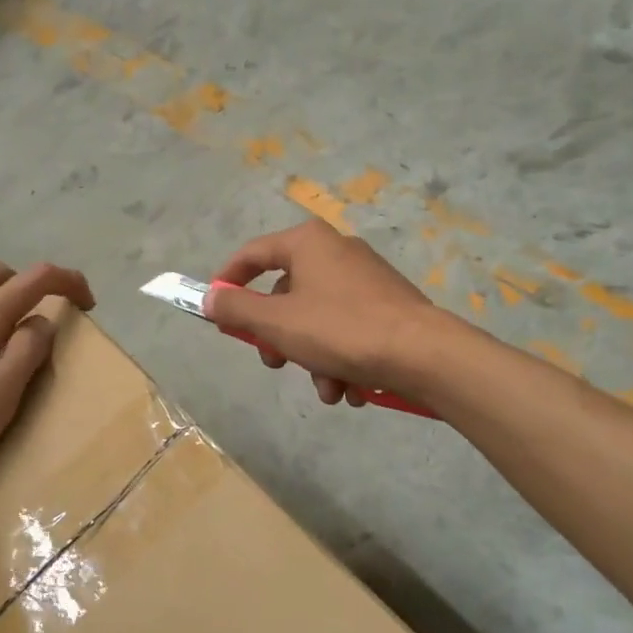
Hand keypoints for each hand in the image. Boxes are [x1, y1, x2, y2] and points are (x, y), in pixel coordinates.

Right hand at [205, 221, 447, 404]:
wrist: (424, 353)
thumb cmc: (341, 330)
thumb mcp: (277, 322)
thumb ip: (236, 308)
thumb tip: (209, 298)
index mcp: (308, 243)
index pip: (253, 253)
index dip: (228, 280)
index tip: (215, 310)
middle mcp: (336, 250)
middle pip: (287, 292)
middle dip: (278, 337)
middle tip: (275, 364)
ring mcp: (366, 277)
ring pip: (318, 318)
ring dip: (314, 359)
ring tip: (328, 390)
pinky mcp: (388, 304)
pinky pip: (348, 328)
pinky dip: (342, 358)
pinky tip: (351, 388)